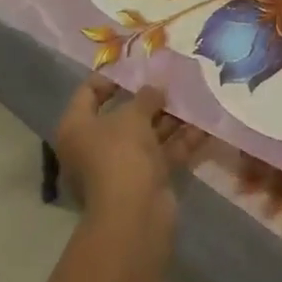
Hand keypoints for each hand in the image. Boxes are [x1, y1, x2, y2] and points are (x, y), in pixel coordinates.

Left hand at [53, 76, 206, 221]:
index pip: (88, 93)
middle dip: (150, 99)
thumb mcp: (133, 115)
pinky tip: (205, 125)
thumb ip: (146, 97)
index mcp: (77, 128)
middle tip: (173, 79)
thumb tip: (155, 89)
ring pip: (146, 135)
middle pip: (122, 115)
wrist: (134, 215)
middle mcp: (94, 146)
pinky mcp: (144, 181)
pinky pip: (162, 154)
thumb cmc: (120, 154)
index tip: (137, 66)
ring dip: (170, 118)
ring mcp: (120, 166)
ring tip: (195, 96)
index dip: (111, 77)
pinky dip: (181, 141)